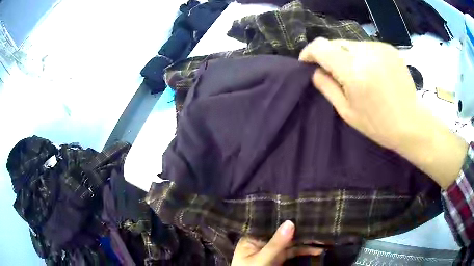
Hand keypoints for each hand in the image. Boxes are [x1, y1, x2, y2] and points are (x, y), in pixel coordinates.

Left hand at [231, 221, 321, 265]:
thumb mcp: (262, 259)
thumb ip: (276, 243)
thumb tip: (290, 222)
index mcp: (252, 238)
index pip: (269, 224)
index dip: (285, 218)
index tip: (301, 210)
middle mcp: (262, 242)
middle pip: (283, 232)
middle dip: (299, 230)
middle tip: (317, 223)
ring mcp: (271, 250)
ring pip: (291, 242)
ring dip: (306, 241)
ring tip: (322, 237)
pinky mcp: (279, 258)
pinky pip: (293, 252)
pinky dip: (304, 251)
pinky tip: (317, 250)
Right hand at [300, 38, 417, 150]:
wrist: (411, 122)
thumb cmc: (378, 124)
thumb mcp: (347, 112)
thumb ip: (327, 87)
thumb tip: (316, 70)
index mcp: (353, 72)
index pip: (321, 47)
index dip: (309, 52)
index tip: (307, 62)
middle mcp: (366, 54)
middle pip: (335, 43)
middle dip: (329, 55)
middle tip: (333, 72)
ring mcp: (379, 48)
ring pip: (350, 44)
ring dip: (346, 55)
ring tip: (356, 73)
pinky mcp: (389, 48)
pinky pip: (366, 46)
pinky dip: (361, 55)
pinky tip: (370, 70)